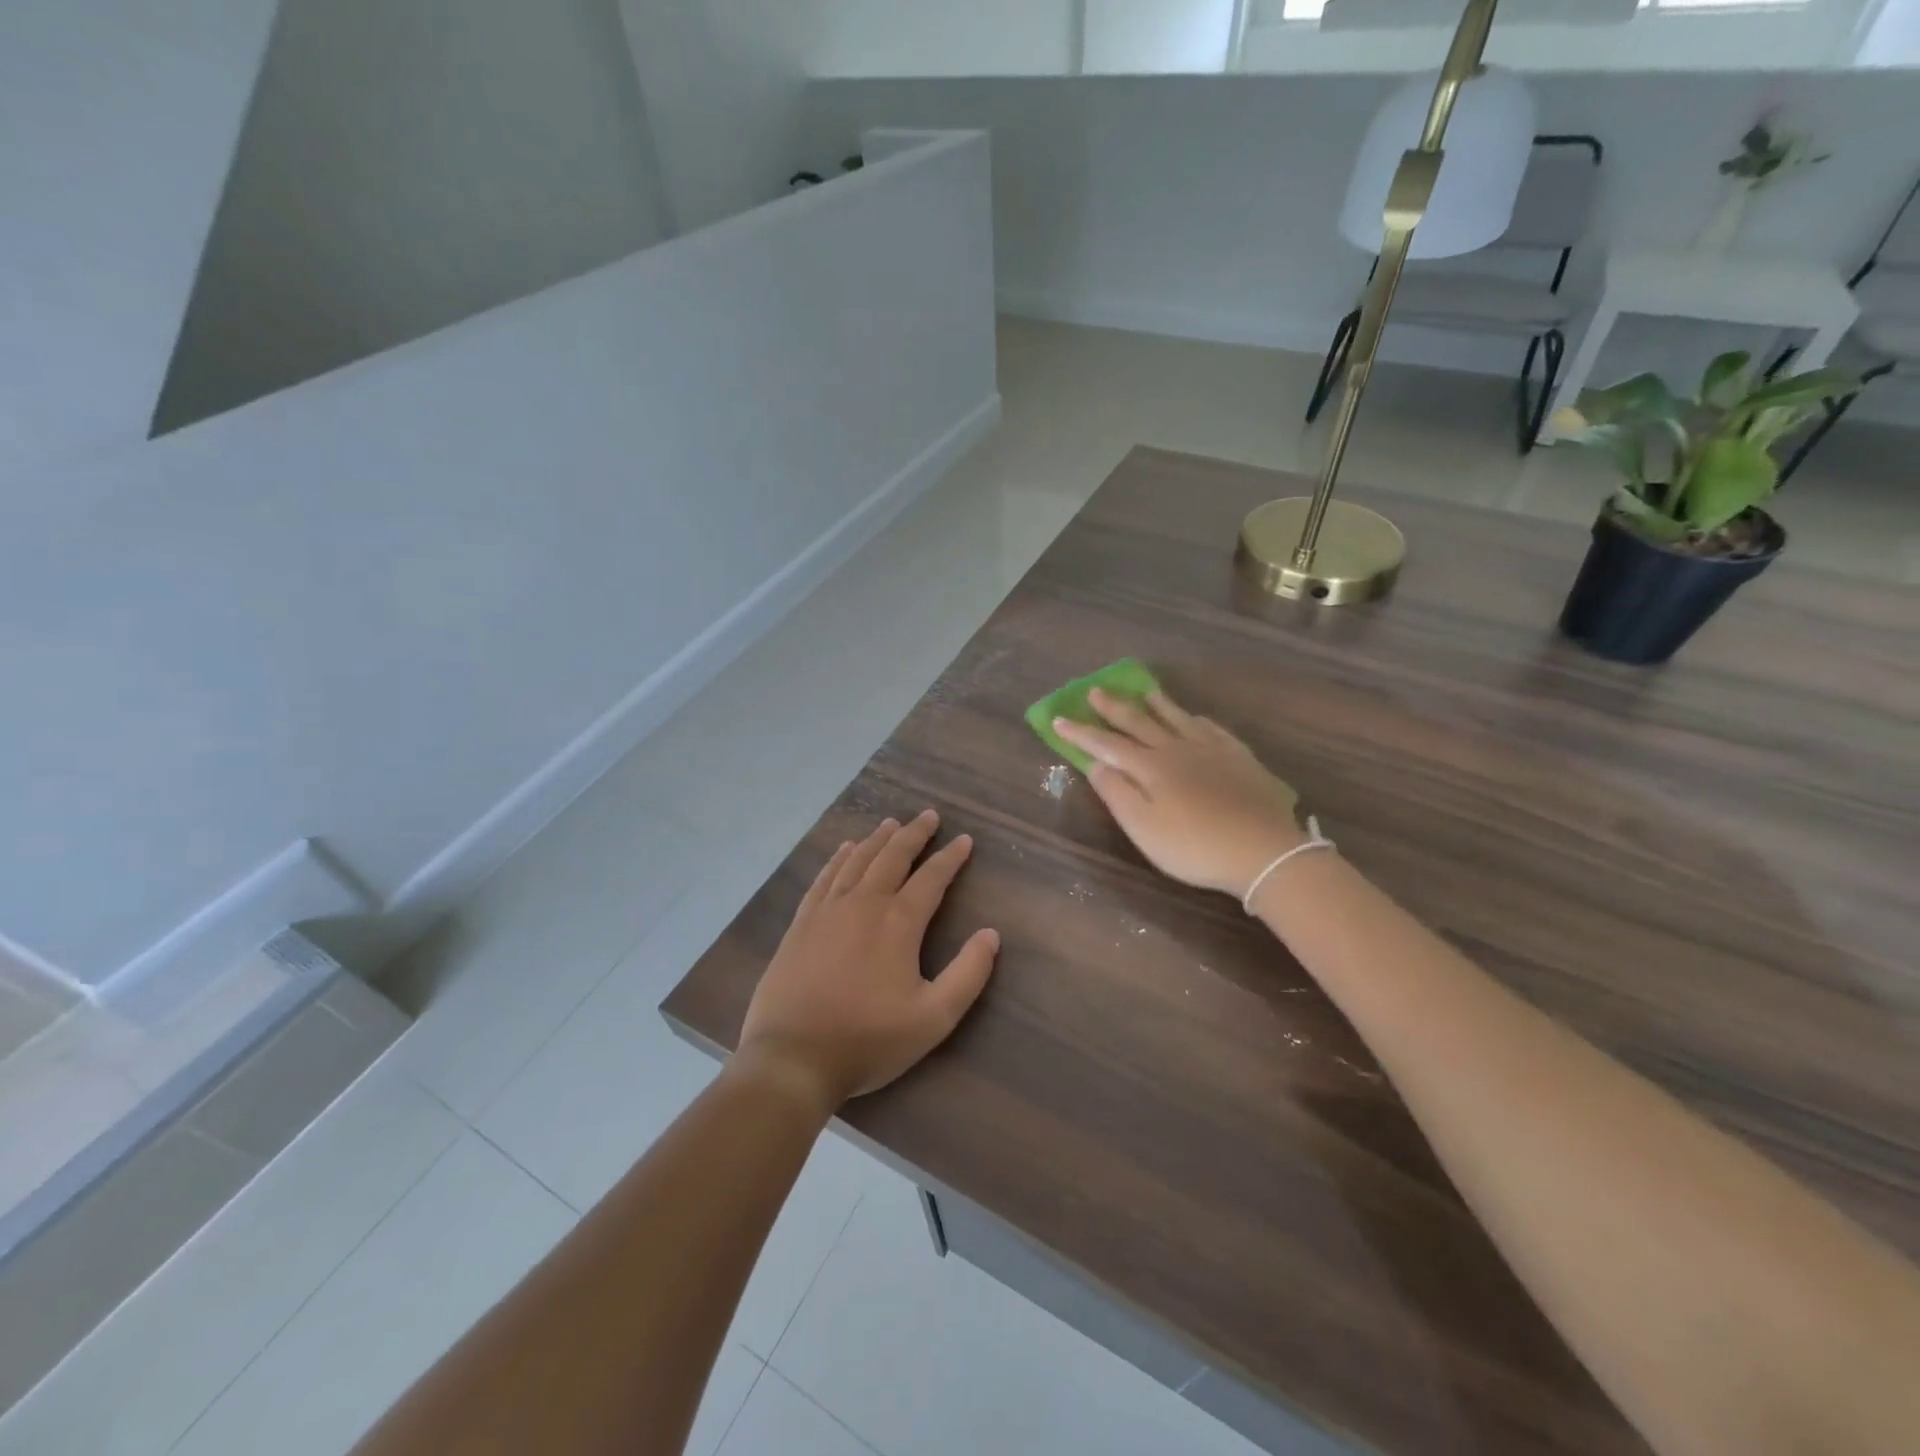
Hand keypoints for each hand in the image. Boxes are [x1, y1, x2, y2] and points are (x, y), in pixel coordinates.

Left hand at [735, 810, 999, 1113]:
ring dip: (877, 839)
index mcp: (898, 923)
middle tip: (928, 815)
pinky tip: (844, 849)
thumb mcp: (933, 1018)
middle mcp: (863, 904)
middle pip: (892, 857)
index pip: (931, 878)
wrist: (793, 1058)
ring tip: (891, 823)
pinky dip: (838, 858)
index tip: (964, 839)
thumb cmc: (868, 1040)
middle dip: (914, 834)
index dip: (950, 857)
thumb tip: (991, 934)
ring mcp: (827, 910)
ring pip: (857, 860)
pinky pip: (824, 877)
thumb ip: (968, 974)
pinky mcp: (801, 923)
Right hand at [1054, 689, 1303, 900]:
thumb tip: (1095, 764)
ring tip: (1145, 692)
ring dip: (1157, 704)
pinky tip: (1195, 718)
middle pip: (1140, 723)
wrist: (1264, 851)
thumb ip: (1117, 794)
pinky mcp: (1239, 758)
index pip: (1107, 744)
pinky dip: (1195, 719)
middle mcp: (1177, 749)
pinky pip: (1212, 728)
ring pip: (1177, 718)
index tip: (1058, 719)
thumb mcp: (1144, 828)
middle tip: (1095, 691)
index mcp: (1150, 767)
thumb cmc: (1194, 847)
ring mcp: (1211, 750)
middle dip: (1114, 708)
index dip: (1081, 733)